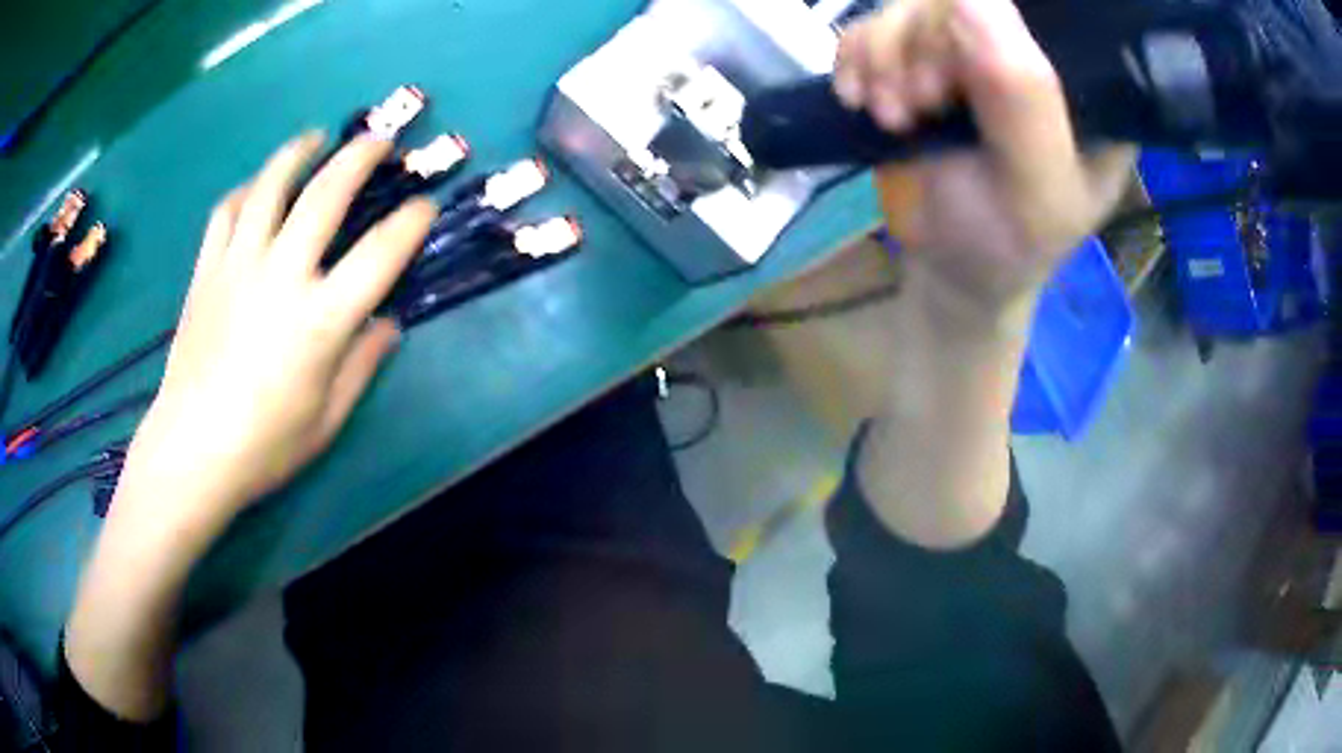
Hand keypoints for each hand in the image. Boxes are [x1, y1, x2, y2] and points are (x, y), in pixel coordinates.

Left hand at [116, 133, 436, 541]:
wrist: (192, 451)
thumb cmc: (264, 446)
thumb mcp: (327, 419)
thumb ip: (362, 364)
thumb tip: (387, 324)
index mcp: (320, 320)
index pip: (380, 253)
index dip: (411, 222)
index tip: (425, 206)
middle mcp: (282, 276)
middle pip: (326, 194)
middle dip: (360, 157)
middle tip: (378, 141)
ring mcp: (238, 266)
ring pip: (270, 187)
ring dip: (298, 152)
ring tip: (315, 138)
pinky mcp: (206, 271)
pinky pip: (226, 212)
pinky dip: (245, 191)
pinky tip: (256, 188)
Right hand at [835, 0, 1134, 320]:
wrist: (954, 269)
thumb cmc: (1012, 243)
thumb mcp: (1036, 187)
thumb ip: (1023, 100)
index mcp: (1083, 79)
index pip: (1041, 6)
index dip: (987, 18)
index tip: (959, 73)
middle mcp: (1031, 52)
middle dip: (924, 43)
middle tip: (921, 105)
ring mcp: (972, 49)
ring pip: (912, 4)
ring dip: (884, 54)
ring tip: (892, 115)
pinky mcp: (921, 57)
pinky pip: (874, 23)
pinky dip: (855, 55)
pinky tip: (859, 98)